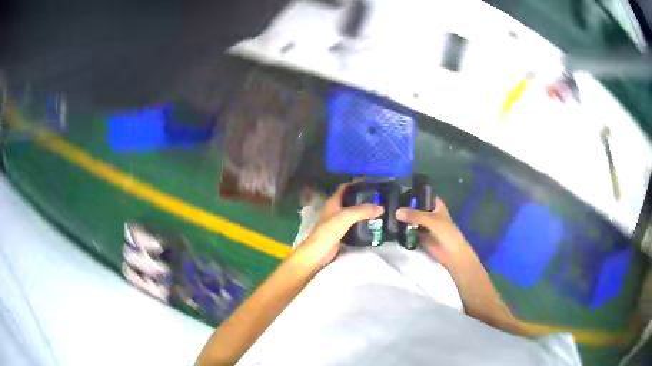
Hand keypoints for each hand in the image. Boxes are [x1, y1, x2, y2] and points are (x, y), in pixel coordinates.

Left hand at [293, 182, 383, 269]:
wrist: (318, 252)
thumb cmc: (329, 231)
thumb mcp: (346, 217)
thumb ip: (363, 211)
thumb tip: (381, 208)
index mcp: (333, 202)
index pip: (345, 188)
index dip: (355, 183)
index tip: (370, 182)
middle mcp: (335, 210)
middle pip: (351, 200)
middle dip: (363, 198)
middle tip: (379, 198)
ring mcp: (338, 222)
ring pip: (353, 214)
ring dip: (364, 212)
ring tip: (379, 210)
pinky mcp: (342, 233)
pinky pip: (354, 225)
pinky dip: (363, 224)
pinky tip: (373, 224)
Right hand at [395, 197, 474, 267]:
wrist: (451, 254)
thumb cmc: (446, 233)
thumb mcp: (431, 221)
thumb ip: (415, 215)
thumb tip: (397, 211)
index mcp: (435, 204)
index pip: (421, 195)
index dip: (410, 194)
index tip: (395, 193)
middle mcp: (428, 212)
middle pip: (413, 207)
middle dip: (403, 207)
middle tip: (387, 206)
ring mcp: (423, 225)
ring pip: (410, 219)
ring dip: (401, 219)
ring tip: (386, 216)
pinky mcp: (419, 235)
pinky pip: (409, 230)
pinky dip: (402, 229)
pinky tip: (391, 227)